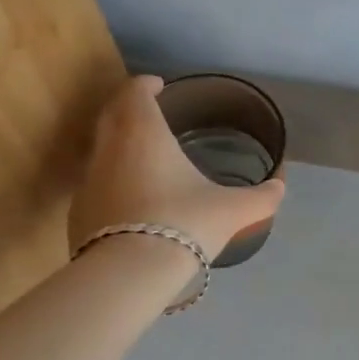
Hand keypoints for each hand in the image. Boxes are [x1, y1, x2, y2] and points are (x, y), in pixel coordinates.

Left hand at [66, 75, 285, 261]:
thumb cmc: (184, 224)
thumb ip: (261, 197)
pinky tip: (132, 201)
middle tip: (150, 112)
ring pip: (101, 151)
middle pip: (111, 115)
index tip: (157, 85)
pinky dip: (112, 181)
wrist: (129, 275)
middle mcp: (109, 149)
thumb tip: (280, 187)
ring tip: (145, 158)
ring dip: (119, 146)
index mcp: (143, 134)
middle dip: (128, 108)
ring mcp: (88, 182)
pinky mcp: (78, 213)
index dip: (145, 84)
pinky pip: (96, 185)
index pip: (135, 93)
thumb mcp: (233, 210)